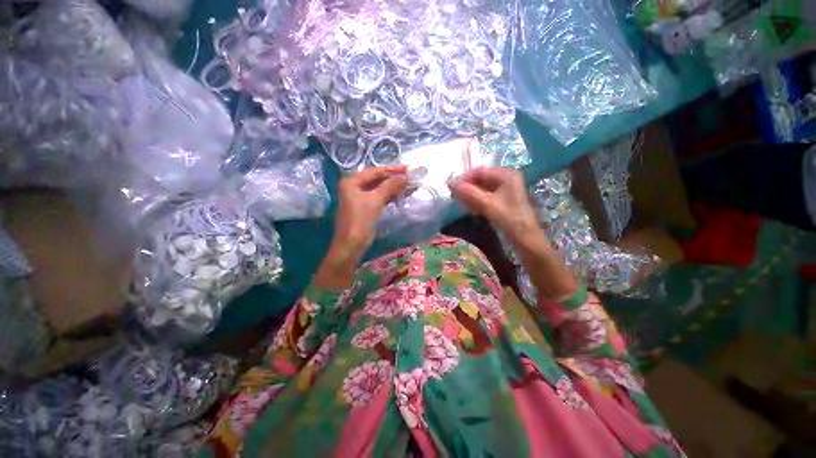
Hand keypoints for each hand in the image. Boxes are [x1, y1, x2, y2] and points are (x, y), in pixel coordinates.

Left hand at [333, 165, 408, 254]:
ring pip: (380, 189)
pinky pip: (380, 197)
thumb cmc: (360, 220)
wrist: (352, 244)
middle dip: (394, 178)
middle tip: (411, 175)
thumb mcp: (374, 201)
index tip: (408, 168)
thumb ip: (389, 187)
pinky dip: (391, 196)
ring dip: (394, 187)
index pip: (375, 171)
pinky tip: (402, 193)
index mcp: (352, 182)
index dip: (392, 170)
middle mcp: (355, 187)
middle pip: (377, 179)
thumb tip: (405, 177)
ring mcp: (361, 197)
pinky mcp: (367, 207)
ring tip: (410, 184)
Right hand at [449, 167, 538, 239]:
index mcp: (506, 174)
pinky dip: (476, 200)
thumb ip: (469, 192)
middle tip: (454, 195)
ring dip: (470, 194)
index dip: (465, 178)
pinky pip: (486, 196)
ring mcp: (505, 189)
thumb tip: (450, 183)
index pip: (480, 171)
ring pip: (482, 188)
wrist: (525, 237)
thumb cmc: (509, 218)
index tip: (451, 187)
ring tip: (459, 202)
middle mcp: (506, 178)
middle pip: (481, 179)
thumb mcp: (488, 204)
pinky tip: (469, 207)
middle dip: (467, 187)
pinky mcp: (503, 200)